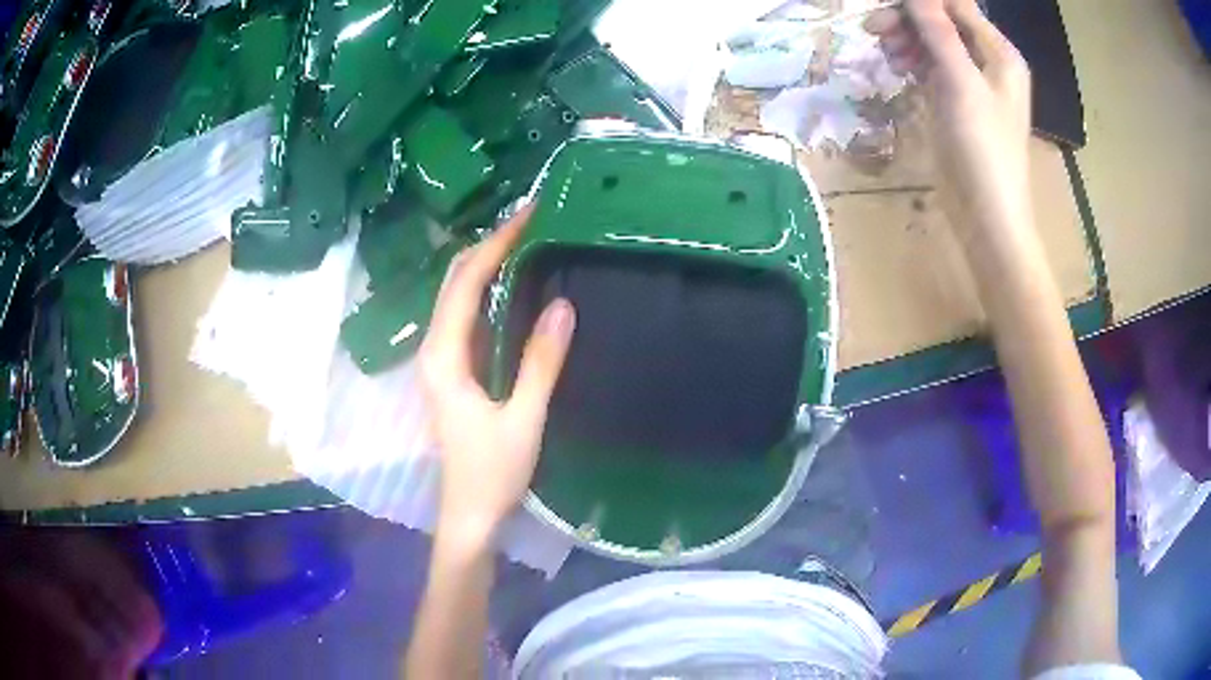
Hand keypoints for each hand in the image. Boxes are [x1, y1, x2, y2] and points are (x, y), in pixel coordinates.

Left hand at [418, 204, 575, 541]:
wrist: (470, 513)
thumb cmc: (492, 473)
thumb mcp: (523, 419)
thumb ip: (540, 362)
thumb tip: (562, 304)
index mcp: (443, 357)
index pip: (464, 284)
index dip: (495, 245)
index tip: (527, 215)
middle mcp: (433, 350)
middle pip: (453, 282)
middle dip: (487, 246)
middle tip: (529, 220)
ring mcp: (439, 360)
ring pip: (456, 297)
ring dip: (485, 264)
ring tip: (523, 239)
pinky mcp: (450, 371)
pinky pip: (464, 316)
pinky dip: (485, 291)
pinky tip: (510, 285)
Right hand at [866, 0, 1031, 234]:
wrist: (988, 217)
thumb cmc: (984, 150)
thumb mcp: (961, 85)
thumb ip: (939, 33)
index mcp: (1000, 54)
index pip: (957, 6)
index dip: (923, 3)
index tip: (887, 10)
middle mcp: (987, 62)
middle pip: (942, 21)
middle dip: (908, 21)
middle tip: (873, 31)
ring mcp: (971, 83)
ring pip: (932, 43)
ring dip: (906, 41)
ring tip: (885, 55)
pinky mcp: (955, 103)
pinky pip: (930, 67)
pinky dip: (911, 63)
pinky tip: (897, 70)